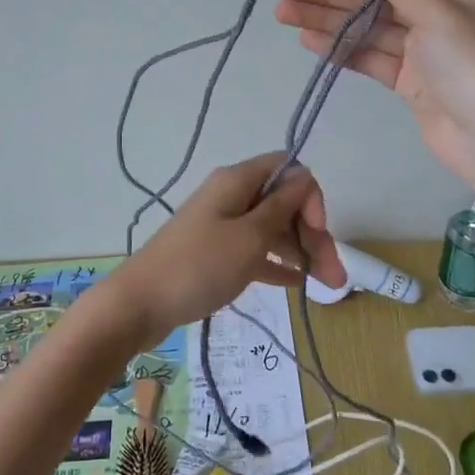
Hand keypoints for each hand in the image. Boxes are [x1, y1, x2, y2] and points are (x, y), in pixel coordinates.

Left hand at [105, 152, 342, 338]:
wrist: (139, 304)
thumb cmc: (198, 267)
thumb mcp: (249, 237)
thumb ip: (281, 207)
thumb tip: (304, 177)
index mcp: (237, 181)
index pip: (288, 170)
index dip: (309, 197)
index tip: (317, 232)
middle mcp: (231, 197)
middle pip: (283, 203)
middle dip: (312, 233)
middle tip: (334, 276)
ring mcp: (222, 226)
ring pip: (272, 229)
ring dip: (301, 252)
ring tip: (327, 287)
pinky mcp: (215, 253)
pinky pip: (255, 250)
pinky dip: (277, 263)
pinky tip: (298, 283)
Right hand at [275, 0, 474, 183]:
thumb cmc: (471, 66)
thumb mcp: (436, 13)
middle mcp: (439, 16)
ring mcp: (423, 52)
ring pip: (368, 29)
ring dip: (327, 20)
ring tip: (283, 13)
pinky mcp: (409, 82)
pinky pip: (370, 57)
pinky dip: (341, 49)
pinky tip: (308, 40)